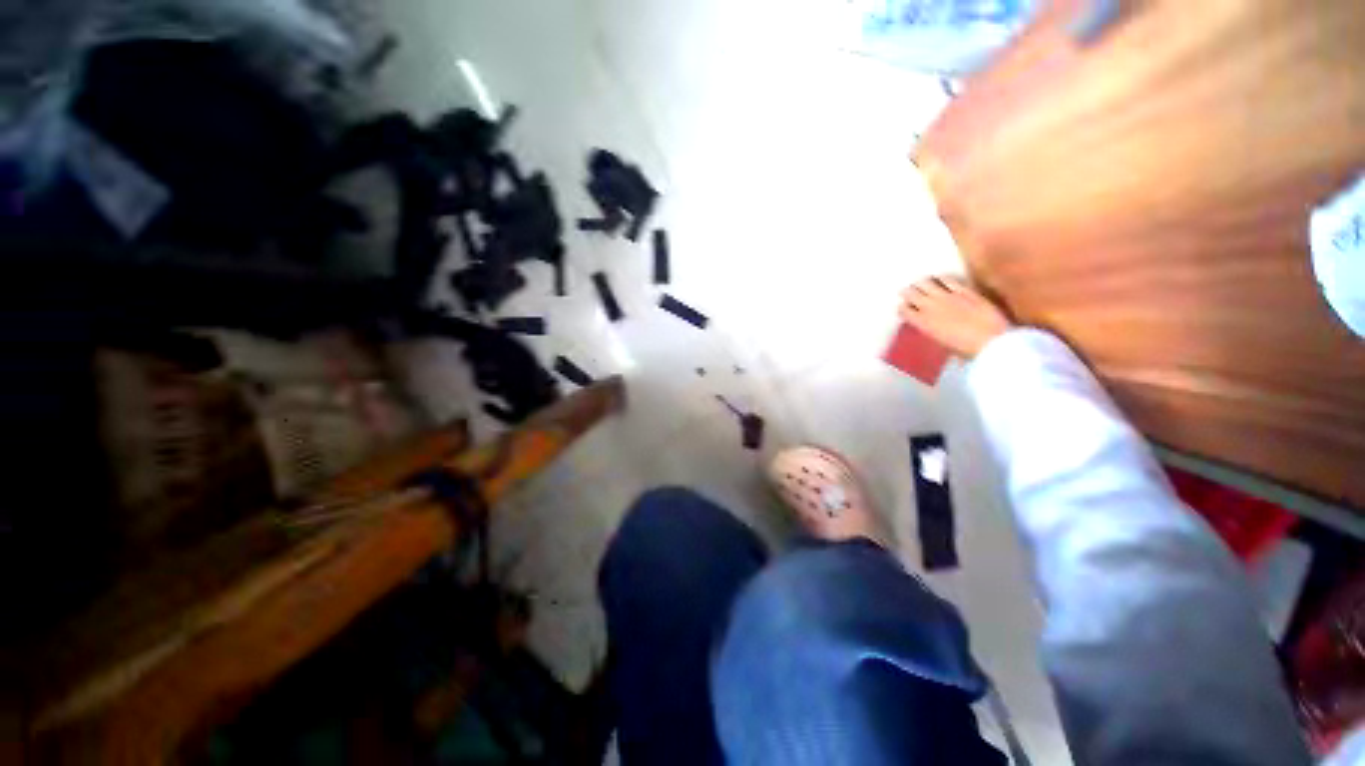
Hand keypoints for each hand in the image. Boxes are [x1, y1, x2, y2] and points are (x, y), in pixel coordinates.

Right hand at [898, 276, 1013, 358]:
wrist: (991, 341)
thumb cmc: (965, 350)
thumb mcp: (941, 344)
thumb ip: (931, 331)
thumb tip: (929, 327)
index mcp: (922, 323)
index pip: (903, 309)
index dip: (903, 308)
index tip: (905, 309)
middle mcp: (929, 307)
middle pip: (910, 293)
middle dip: (908, 293)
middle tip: (909, 293)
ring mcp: (946, 296)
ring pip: (924, 283)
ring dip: (921, 284)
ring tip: (922, 284)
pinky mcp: (963, 290)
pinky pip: (946, 279)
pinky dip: (940, 278)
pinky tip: (939, 279)